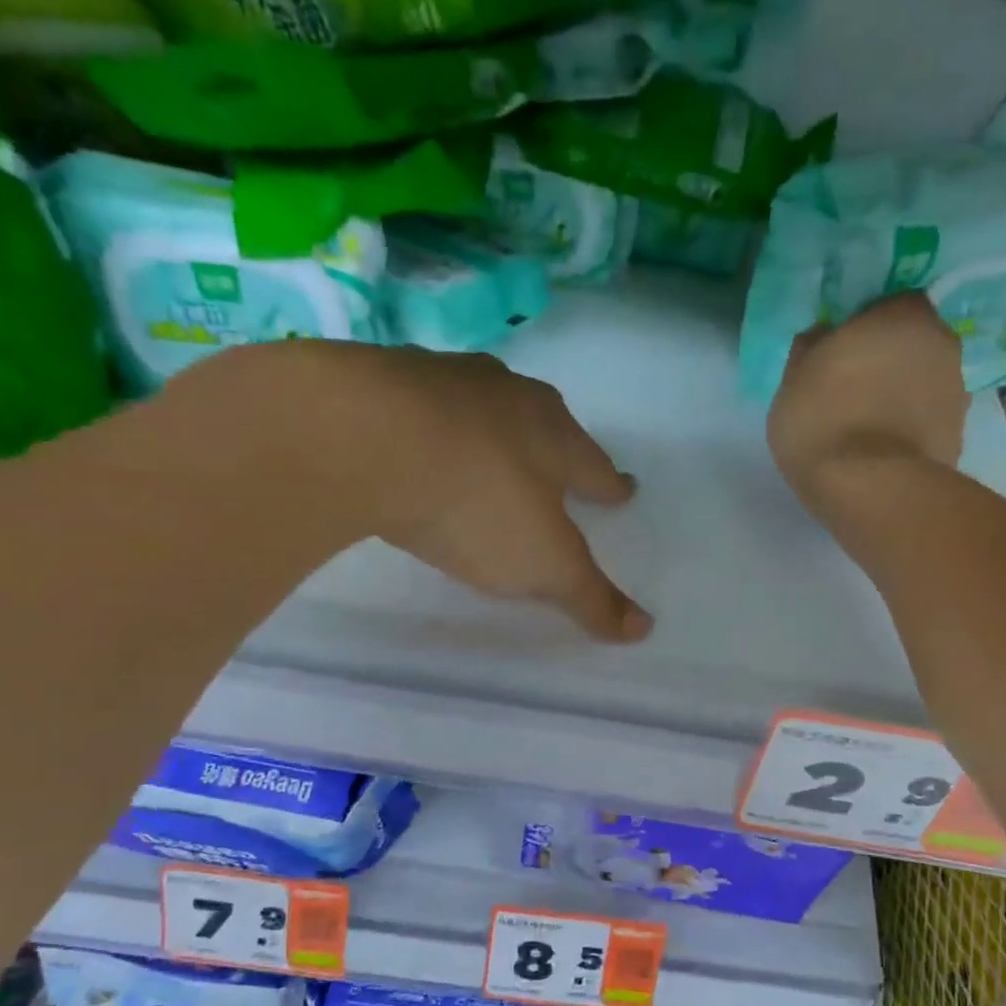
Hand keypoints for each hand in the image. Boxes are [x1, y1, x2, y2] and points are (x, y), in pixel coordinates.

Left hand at [174, 341, 651, 642]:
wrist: (361, 438)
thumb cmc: (476, 503)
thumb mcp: (543, 565)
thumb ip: (590, 596)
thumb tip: (643, 628)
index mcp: (555, 437)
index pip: (595, 467)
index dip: (610, 485)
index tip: (622, 490)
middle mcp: (507, 396)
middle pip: (545, 422)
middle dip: (556, 445)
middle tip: (560, 460)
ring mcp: (442, 379)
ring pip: (482, 404)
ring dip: (491, 426)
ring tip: (490, 445)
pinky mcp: (380, 377)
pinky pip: (418, 403)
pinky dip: (426, 422)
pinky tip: (414, 437)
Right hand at [767, 292, 968, 511]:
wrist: (870, 489)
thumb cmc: (824, 419)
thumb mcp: (793, 378)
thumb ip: (812, 348)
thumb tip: (824, 337)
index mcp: (904, 314)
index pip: (892, 303)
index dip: (868, 324)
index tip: (844, 349)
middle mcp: (943, 343)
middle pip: (914, 343)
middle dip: (890, 360)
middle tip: (855, 389)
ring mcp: (957, 393)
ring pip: (925, 384)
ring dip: (903, 397)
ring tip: (869, 428)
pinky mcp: (958, 438)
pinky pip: (927, 423)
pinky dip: (911, 431)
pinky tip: (884, 452)